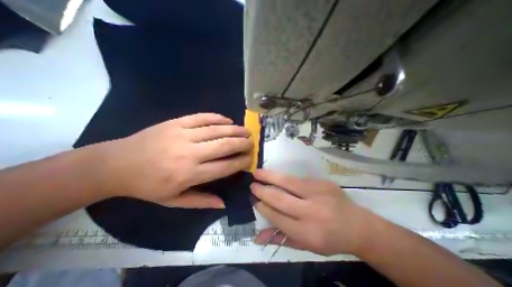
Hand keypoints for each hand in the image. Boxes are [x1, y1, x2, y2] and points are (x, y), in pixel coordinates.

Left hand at [95, 114, 253, 207]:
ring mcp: (182, 134)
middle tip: (252, 142)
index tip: (250, 159)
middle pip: (224, 145)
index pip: (225, 166)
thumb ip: (201, 201)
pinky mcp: (175, 123)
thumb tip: (224, 203)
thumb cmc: (147, 186)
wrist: (116, 164)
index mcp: (189, 174)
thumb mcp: (173, 201)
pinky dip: (217, 117)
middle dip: (242, 143)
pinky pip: (201, 117)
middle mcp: (189, 153)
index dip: (241, 162)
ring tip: (246, 130)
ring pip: (216, 130)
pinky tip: (228, 120)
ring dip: (235, 129)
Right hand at [251, 170, 381, 256]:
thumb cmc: (329, 239)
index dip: (263, 207)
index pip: (278, 218)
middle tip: (252, 185)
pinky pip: (298, 178)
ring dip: (270, 177)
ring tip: (258, 173)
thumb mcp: (306, 245)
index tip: (254, 200)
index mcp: (308, 233)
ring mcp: (318, 194)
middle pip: (280, 199)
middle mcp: (312, 212)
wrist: (358, 226)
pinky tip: (276, 175)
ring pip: (288, 183)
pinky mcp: (323, 183)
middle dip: (263, 191)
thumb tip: (257, 237)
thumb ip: (281, 239)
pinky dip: (284, 177)